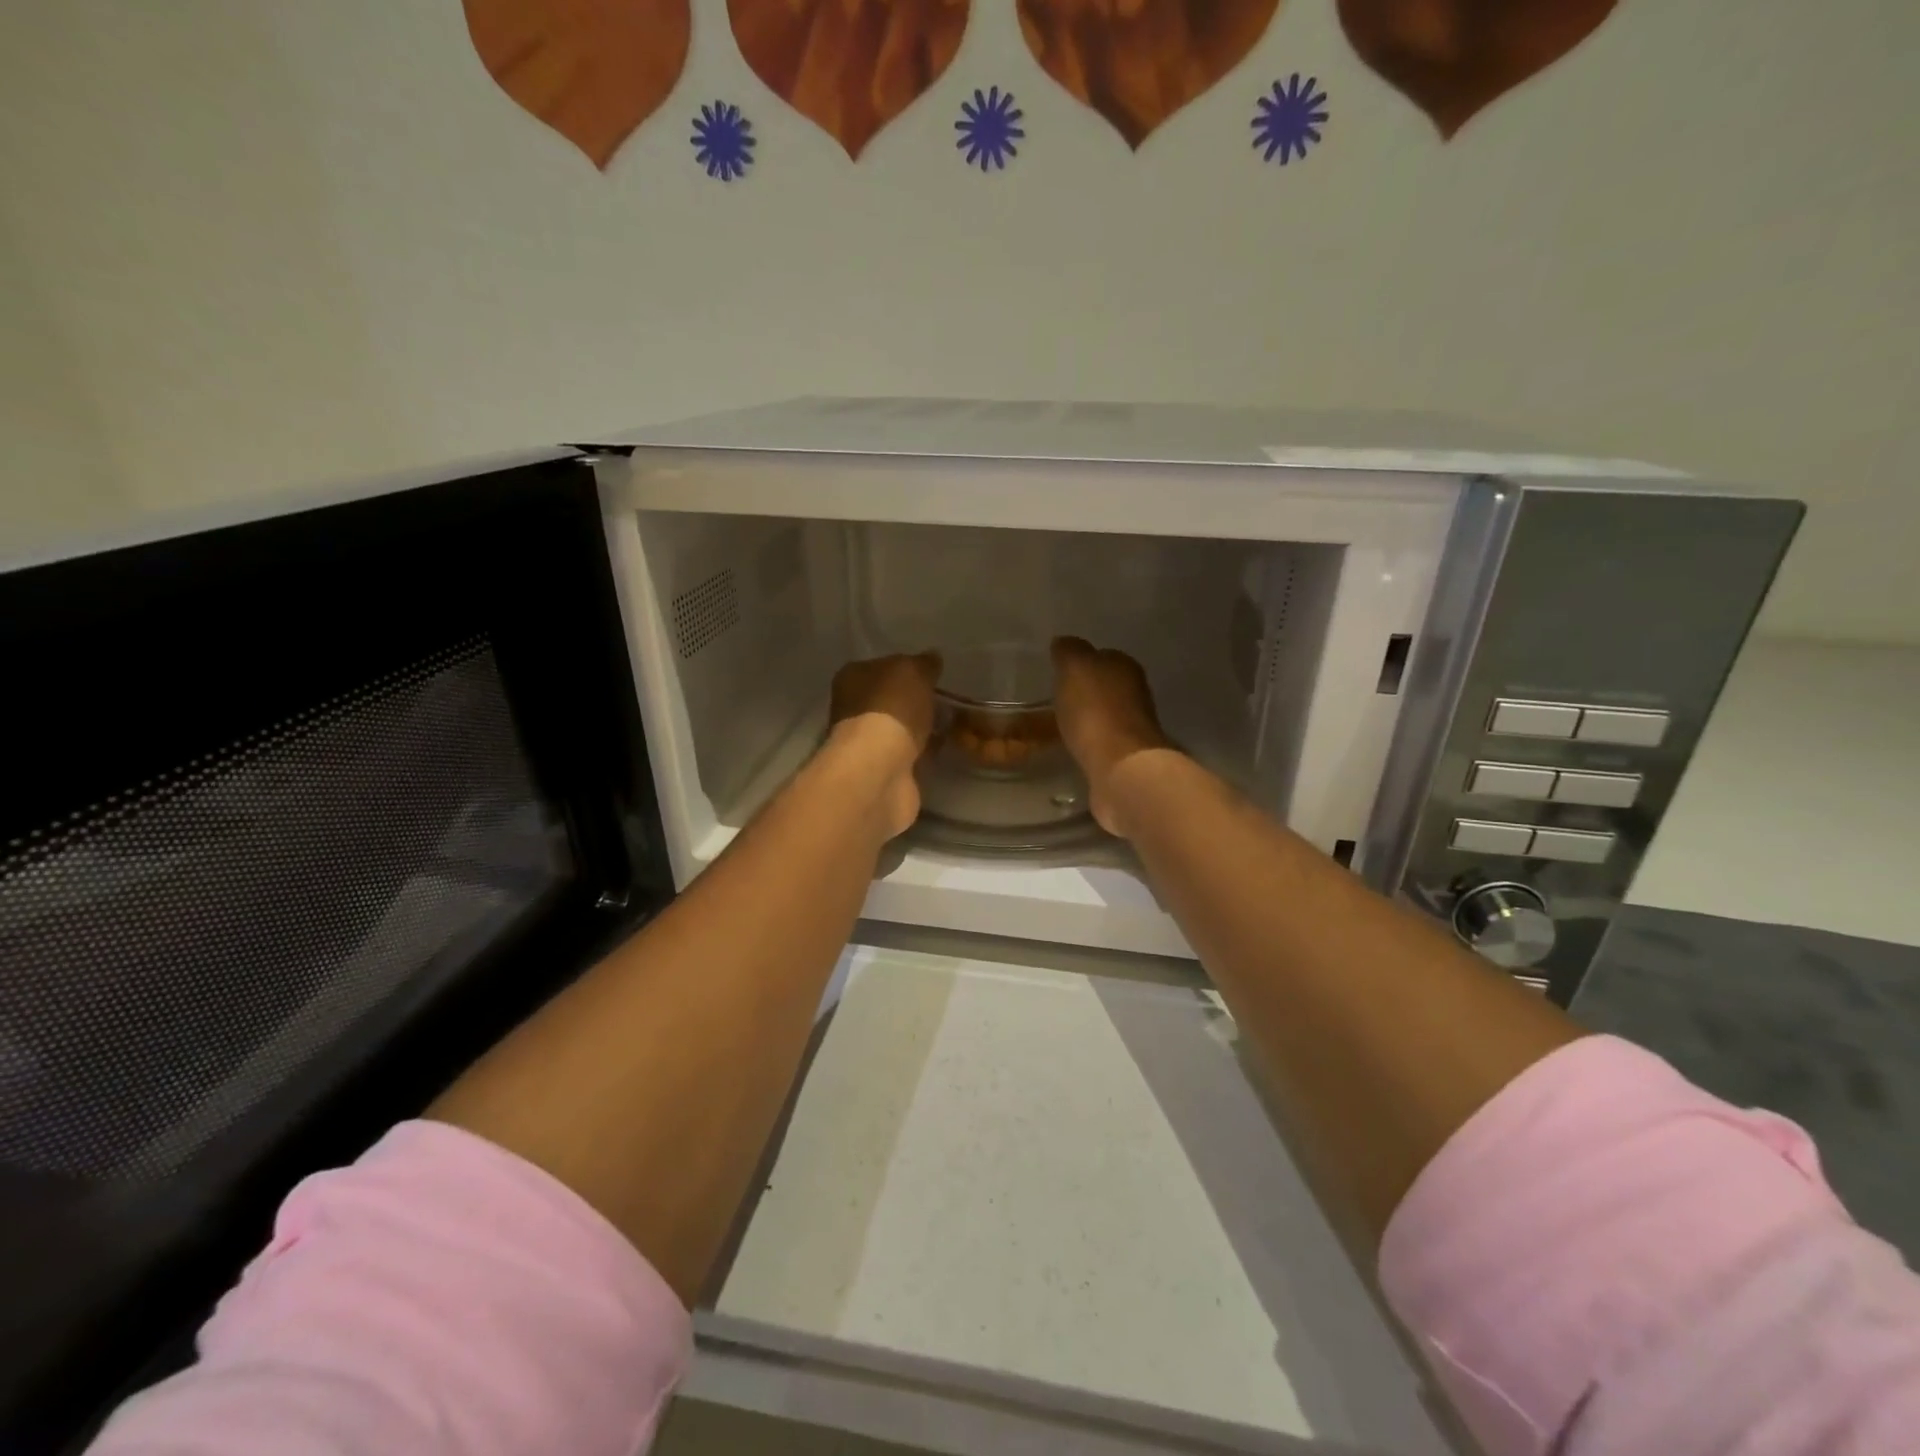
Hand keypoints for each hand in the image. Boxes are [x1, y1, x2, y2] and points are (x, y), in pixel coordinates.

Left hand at [825, 652, 940, 838]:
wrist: (881, 770)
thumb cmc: (891, 709)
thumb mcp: (913, 671)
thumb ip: (924, 663)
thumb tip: (932, 659)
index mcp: (853, 678)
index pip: (882, 666)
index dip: (908, 669)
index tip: (934, 675)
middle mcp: (853, 709)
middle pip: (890, 700)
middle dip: (915, 701)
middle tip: (948, 700)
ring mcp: (867, 743)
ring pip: (901, 728)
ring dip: (922, 727)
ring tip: (953, 723)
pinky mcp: (884, 771)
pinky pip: (910, 753)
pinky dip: (925, 751)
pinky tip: (946, 746)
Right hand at [1050, 637, 1173, 838]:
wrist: (1121, 768)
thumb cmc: (1096, 711)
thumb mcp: (1075, 668)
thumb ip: (1069, 652)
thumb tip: (1064, 643)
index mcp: (1125, 667)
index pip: (1102, 656)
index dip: (1081, 663)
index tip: (1060, 673)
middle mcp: (1136, 693)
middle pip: (1106, 686)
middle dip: (1086, 691)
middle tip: (1057, 699)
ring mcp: (1134, 728)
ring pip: (1105, 715)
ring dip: (1089, 718)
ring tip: (1062, 725)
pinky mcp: (1127, 758)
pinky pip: (1102, 742)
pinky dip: (1091, 742)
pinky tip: (1075, 747)